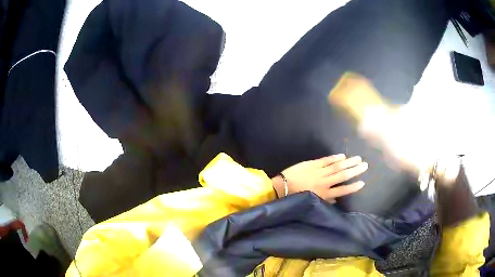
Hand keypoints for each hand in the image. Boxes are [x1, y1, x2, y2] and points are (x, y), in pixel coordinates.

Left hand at [272, 154, 367, 201]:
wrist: (282, 187)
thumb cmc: (296, 196)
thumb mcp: (311, 201)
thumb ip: (325, 200)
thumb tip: (337, 198)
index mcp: (323, 194)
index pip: (342, 190)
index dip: (353, 187)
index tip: (363, 182)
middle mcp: (324, 183)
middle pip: (343, 176)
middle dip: (355, 170)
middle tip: (365, 165)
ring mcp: (318, 172)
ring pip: (337, 166)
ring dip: (348, 162)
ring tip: (358, 158)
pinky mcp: (312, 164)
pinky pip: (326, 160)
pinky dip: (334, 157)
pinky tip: (342, 156)